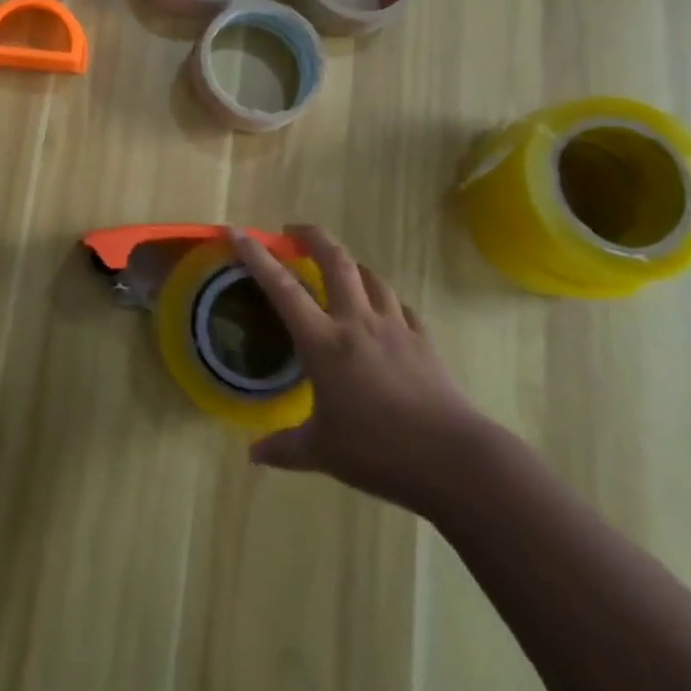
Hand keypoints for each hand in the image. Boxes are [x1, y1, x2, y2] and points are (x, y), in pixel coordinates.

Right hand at [227, 224, 489, 518]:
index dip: (257, 256)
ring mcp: (394, 327)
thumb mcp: (323, 453)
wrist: (454, 460)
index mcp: (324, 341)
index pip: (282, 287)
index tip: (237, 232)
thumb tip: (252, 455)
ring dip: (350, 264)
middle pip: (335, 260)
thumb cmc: (379, 451)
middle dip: (312, 236)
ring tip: (339, 268)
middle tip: (293, 231)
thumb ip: (285, 448)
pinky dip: (385, 300)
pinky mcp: (423, 340)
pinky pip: (400, 307)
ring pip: (370, 276)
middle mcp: (357, 321)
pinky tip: (384, 311)